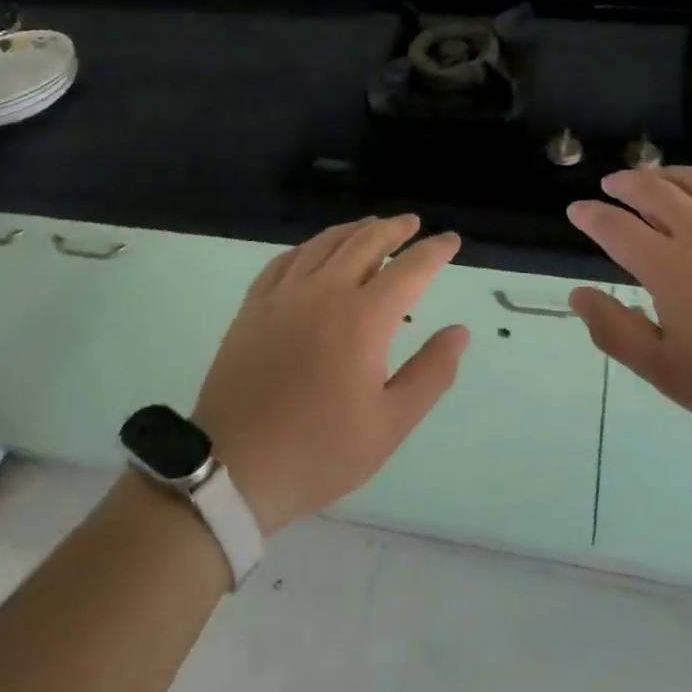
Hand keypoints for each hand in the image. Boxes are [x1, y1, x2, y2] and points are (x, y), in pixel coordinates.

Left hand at [192, 216, 469, 532]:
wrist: (232, 467)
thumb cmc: (318, 450)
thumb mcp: (389, 424)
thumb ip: (430, 373)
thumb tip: (459, 331)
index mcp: (363, 318)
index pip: (409, 270)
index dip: (434, 251)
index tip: (451, 240)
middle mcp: (325, 292)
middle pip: (366, 242)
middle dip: (394, 229)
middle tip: (412, 224)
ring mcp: (285, 294)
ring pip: (325, 243)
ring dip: (355, 229)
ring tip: (372, 226)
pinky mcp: (254, 304)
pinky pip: (287, 258)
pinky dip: (311, 246)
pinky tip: (316, 250)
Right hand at [565, 167, 691, 447]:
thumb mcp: (668, 372)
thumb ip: (617, 331)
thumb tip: (579, 295)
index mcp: (667, 265)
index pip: (616, 227)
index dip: (591, 215)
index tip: (577, 210)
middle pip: (654, 190)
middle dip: (626, 182)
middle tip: (613, 183)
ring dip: (669, 174)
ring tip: (656, 175)